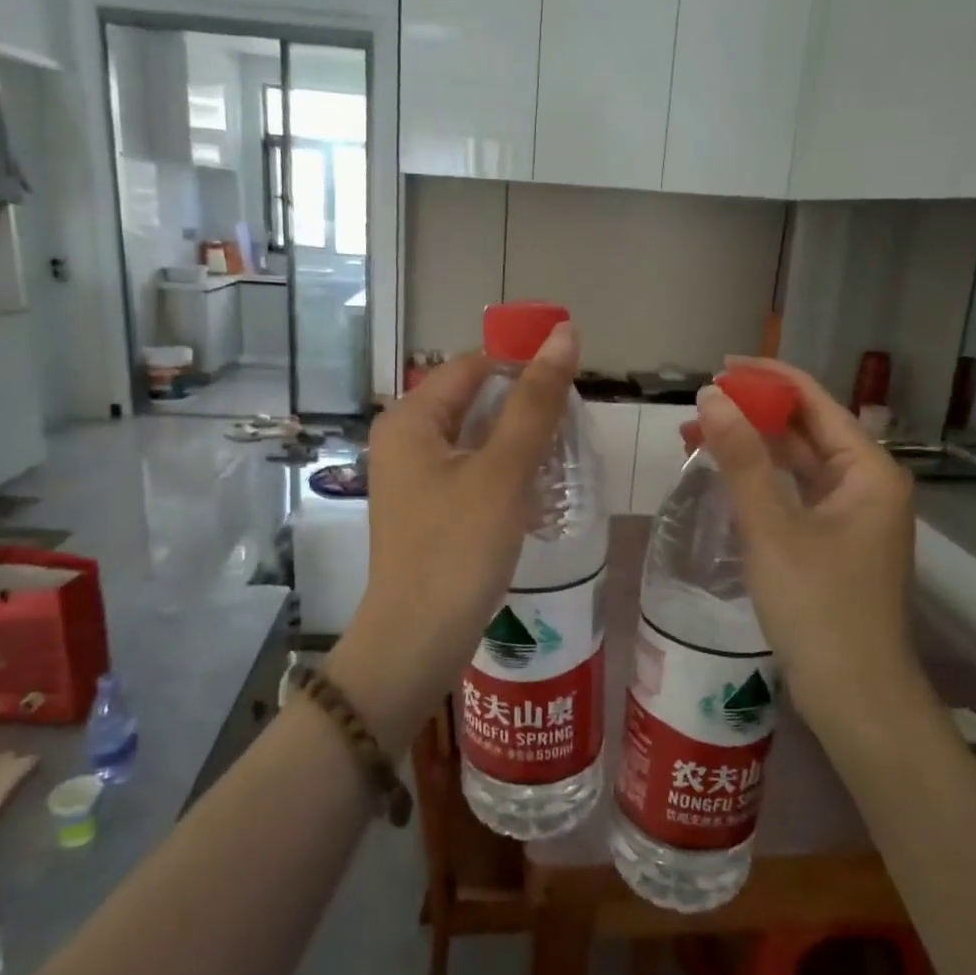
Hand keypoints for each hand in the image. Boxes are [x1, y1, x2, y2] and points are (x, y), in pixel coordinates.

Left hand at [327, 328, 578, 747]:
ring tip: (561, 466)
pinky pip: (471, 474)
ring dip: (519, 447)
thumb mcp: (503, 471)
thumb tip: (565, 333)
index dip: (523, 369)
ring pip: (476, 440)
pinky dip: (504, 477)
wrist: (417, 641)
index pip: (474, 365)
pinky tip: (536, 497)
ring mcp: (412, 478)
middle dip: (525, 413)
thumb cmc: (457, 549)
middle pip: (474, 401)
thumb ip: (535, 402)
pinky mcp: (427, 510)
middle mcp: (404, 439)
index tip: (571, 395)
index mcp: (411, 418)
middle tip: (570, 437)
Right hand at [693, 357, 929, 730]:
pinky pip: (796, 495)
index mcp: (867, 470)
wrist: (854, 695)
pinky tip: (726, 478)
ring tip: (699, 437)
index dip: (768, 378)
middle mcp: (866, 484)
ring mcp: (852, 515)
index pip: (815, 401)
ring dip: (754, 449)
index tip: (719, 366)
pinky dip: (762, 482)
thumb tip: (711, 396)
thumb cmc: (818, 607)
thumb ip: (741, 459)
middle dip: (754, 414)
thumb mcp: (772, 528)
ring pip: (798, 464)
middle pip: (807, 430)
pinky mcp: (834, 542)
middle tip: (699, 407)